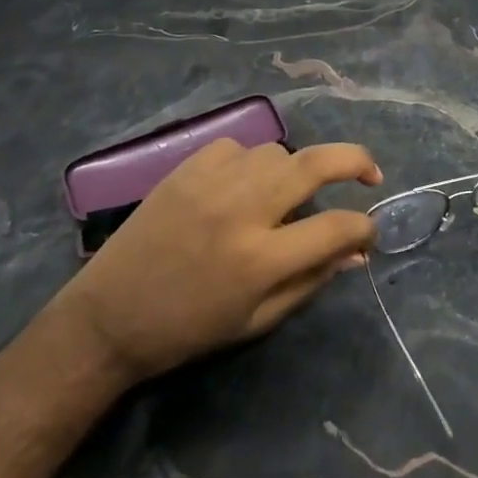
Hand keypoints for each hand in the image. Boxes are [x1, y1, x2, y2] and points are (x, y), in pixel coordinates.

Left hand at [62, 138, 381, 383]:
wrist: (107, 318)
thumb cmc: (188, 330)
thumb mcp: (257, 320)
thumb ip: (312, 280)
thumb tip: (355, 252)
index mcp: (260, 259)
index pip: (336, 227)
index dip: (364, 228)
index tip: (369, 232)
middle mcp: (242, 210)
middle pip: (316, 164)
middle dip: (356, 161)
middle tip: (370, 173)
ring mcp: (212, 182)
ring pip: (278, 151)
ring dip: (296, 169)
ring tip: (288, 193)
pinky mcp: (186, 168)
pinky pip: (237, 147)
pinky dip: (251, 162)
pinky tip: (242, 184)